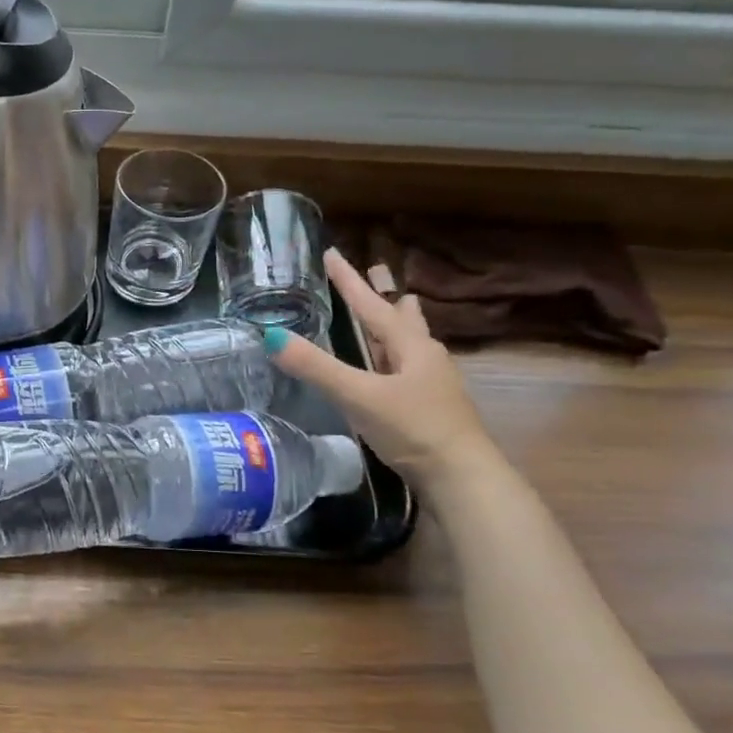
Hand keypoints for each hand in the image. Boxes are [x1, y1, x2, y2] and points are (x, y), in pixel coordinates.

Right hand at [266, 247, 498, 489]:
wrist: (461, 479)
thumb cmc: (413, 429)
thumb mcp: (359, 395)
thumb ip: (316, 367)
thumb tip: (271, 336)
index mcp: (411, 346)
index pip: (372, 304)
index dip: (349, 280)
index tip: (331, 254)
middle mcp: (425, 357)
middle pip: (402, 318)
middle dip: (384, 297)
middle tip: (375, 274)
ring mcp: (431, 384)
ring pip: (408, 343)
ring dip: (395, 325)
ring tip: (394, 308)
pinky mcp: (429, 408)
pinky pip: (406, 368)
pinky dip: (393, 356)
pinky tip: (390, 368)